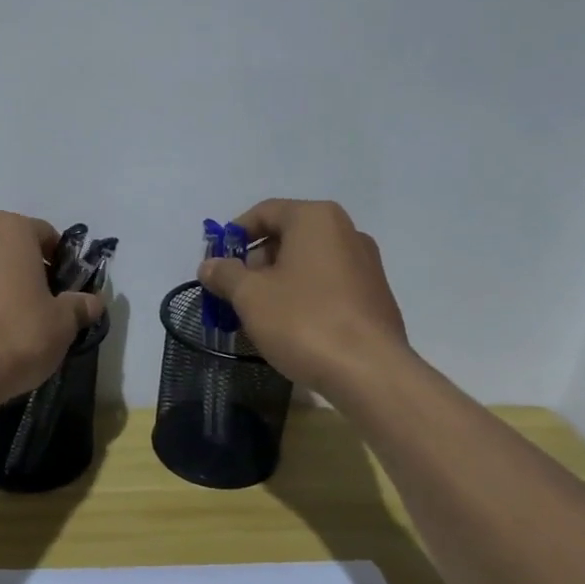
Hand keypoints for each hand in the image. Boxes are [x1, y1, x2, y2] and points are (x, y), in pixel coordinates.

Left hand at [0, 211, 104, 406]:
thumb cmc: (18, 336)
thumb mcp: (63, 325)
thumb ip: (78, 306)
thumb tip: (91, 302)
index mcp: (10, 230)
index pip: (43, 234)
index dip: (56, 260)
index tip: (61, 289)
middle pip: (2, 245)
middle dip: (16, 268)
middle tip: (30, 306)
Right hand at [197, 199, 410, 398]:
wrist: (369, 371)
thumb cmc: (303, 321)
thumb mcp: (251, 296)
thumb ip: (226, 275)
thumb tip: (209, 265)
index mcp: (316, 219)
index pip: (265, 212)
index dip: (234, 235)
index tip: (216, 263)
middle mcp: (347, 231)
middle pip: (288, 236)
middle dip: (255, 262)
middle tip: (235, 293)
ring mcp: (366, 264)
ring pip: (308, 263)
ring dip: (278, 282)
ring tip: (259, 315)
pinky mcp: (375, 296)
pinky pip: (328, 285)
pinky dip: (304, 297)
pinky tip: (292, 327)